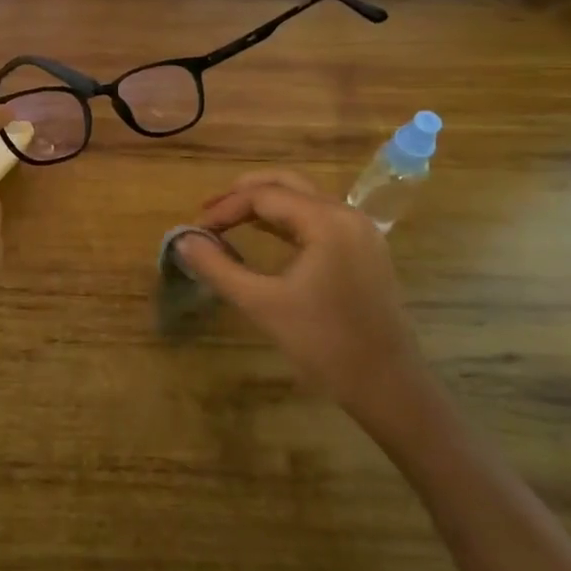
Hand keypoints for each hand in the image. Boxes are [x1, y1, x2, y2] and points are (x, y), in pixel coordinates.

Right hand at [173, 170, 427, 424]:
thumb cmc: (324, 343)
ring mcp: (360, 231)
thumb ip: (218, 267)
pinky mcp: (364, 250)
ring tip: (228, 221)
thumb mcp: (262, 304)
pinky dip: (287, 219)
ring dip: (265, 204)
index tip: (196, 230)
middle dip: (244, 193)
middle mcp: (347, 214)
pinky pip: (319, 218)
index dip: (224, 208)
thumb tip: (182, 240)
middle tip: (208, 212)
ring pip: (304, 198)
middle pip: (287, 183)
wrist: (388, 386)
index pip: (263, 196)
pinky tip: (264, 235)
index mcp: (326, 221)